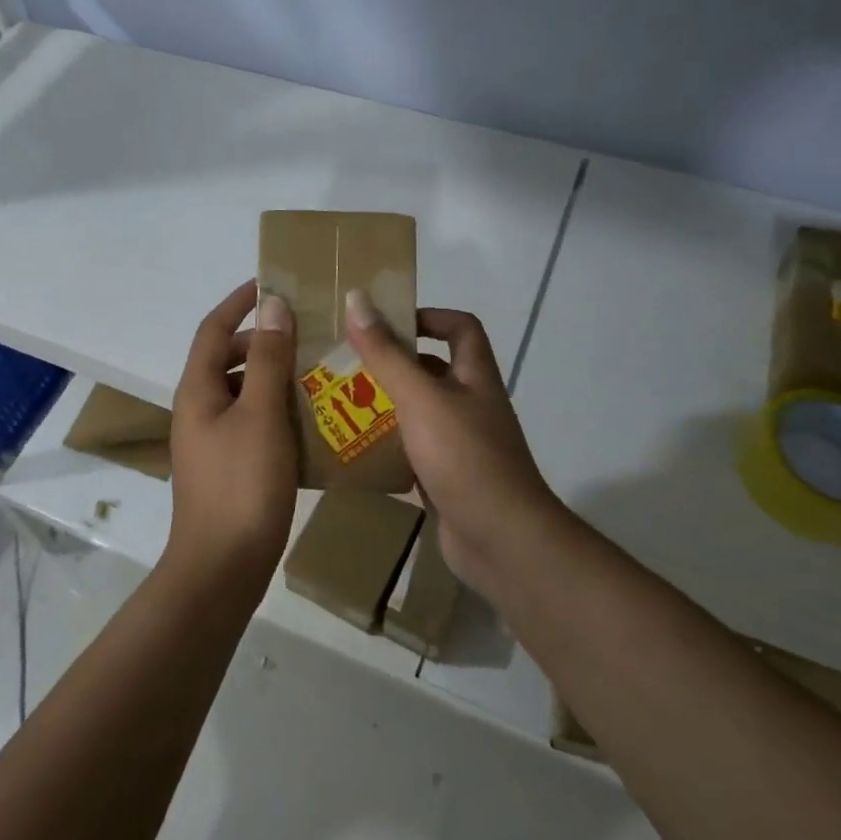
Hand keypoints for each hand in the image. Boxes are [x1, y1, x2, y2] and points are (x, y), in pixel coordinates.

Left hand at [167, 281, 299, 587]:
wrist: (223, 567)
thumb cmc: (241, 484)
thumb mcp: (260, 414)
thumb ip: (267, 358)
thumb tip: (272, 305)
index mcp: (199, 389)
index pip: (213, 329)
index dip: (239, 302)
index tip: (271, 282)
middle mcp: (200, 408)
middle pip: (229, 358)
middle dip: (264, 339)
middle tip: (309, 329)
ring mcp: (214, 440)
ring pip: (245, 392)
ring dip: (276, 375)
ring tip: (319, 368)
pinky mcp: (231, 466)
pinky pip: (255, 422)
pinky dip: (279, 409)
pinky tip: (314, 416)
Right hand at [344, 291, 563, 593]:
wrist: (501, 540)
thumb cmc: (464, 457)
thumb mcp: (420, 398)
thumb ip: (387, 353)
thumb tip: (358, 299)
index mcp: (475, 377)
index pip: (460, 327)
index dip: (427, 317)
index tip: (384, 324)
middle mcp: (471, 405)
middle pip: (432, 370)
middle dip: (391, 364)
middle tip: (346, 365)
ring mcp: (461, 444)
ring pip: (419, 412)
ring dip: (385, 406)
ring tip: (339, 404)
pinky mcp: (447, 478)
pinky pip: (413, 451)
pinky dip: (388, 447)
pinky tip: (354, 449)